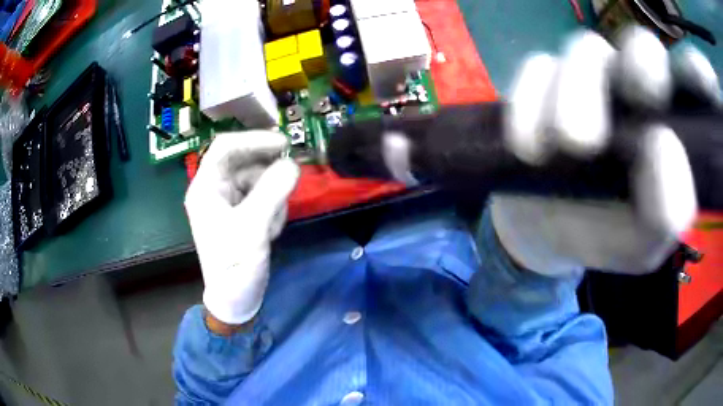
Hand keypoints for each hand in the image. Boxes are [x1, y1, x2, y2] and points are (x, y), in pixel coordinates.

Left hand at [185, 131, 299, 324]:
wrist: (236, 299)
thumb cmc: (235, 265)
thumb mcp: (252, 227)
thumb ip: (272, 192)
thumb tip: (293, 165)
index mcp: (206, 187)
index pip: (226, 147)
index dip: (254, 139)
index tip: (283, 144)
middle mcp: (215, 189)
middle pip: (244, 162)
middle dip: (268, 172)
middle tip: (291, 177)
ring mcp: (229, 202)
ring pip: (257, 180)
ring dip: (273, 195)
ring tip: (274, 223)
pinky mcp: (242, 214)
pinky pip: (262, 196)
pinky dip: (273, 208)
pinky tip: (271, 230)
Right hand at [493, 27, 718, 275]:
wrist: (545, 232)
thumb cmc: (604, 235)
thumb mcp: (644, 242)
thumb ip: (667, 212)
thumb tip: (662, 143)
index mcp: (664, 124)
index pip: (685, 80)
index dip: (690, 74)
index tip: (680, 90)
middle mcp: (632, 88)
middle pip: (640, 45)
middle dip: (639, 70)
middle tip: (616, 119)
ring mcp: (587, 77)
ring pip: (586, 50)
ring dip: (573, 96)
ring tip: (563, 147)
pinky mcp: (542, 82)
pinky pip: (537, 69)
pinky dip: (530, 104)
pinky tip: (528, 147)